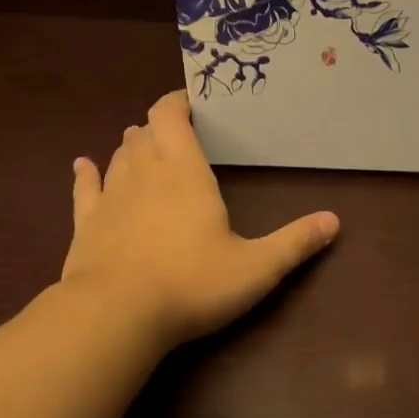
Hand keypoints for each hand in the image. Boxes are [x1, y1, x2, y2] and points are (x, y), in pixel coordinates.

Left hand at [59, 91, 339, 346]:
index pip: (170, 115)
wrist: (117, 314)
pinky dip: (87, 174)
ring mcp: (110, 198)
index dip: (178, 102)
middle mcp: (143, 173)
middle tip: (178, 133)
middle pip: (145, 133)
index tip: (192, 103)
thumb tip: (334, 221)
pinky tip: (83, 166)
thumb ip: (295, 242)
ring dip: (132, 148)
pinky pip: (85, 189)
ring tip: (143, 146)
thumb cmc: (193, 283)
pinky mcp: (86, 225)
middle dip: (160, 127)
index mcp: (184, 171)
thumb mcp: (257, 267)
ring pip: (118, 156)